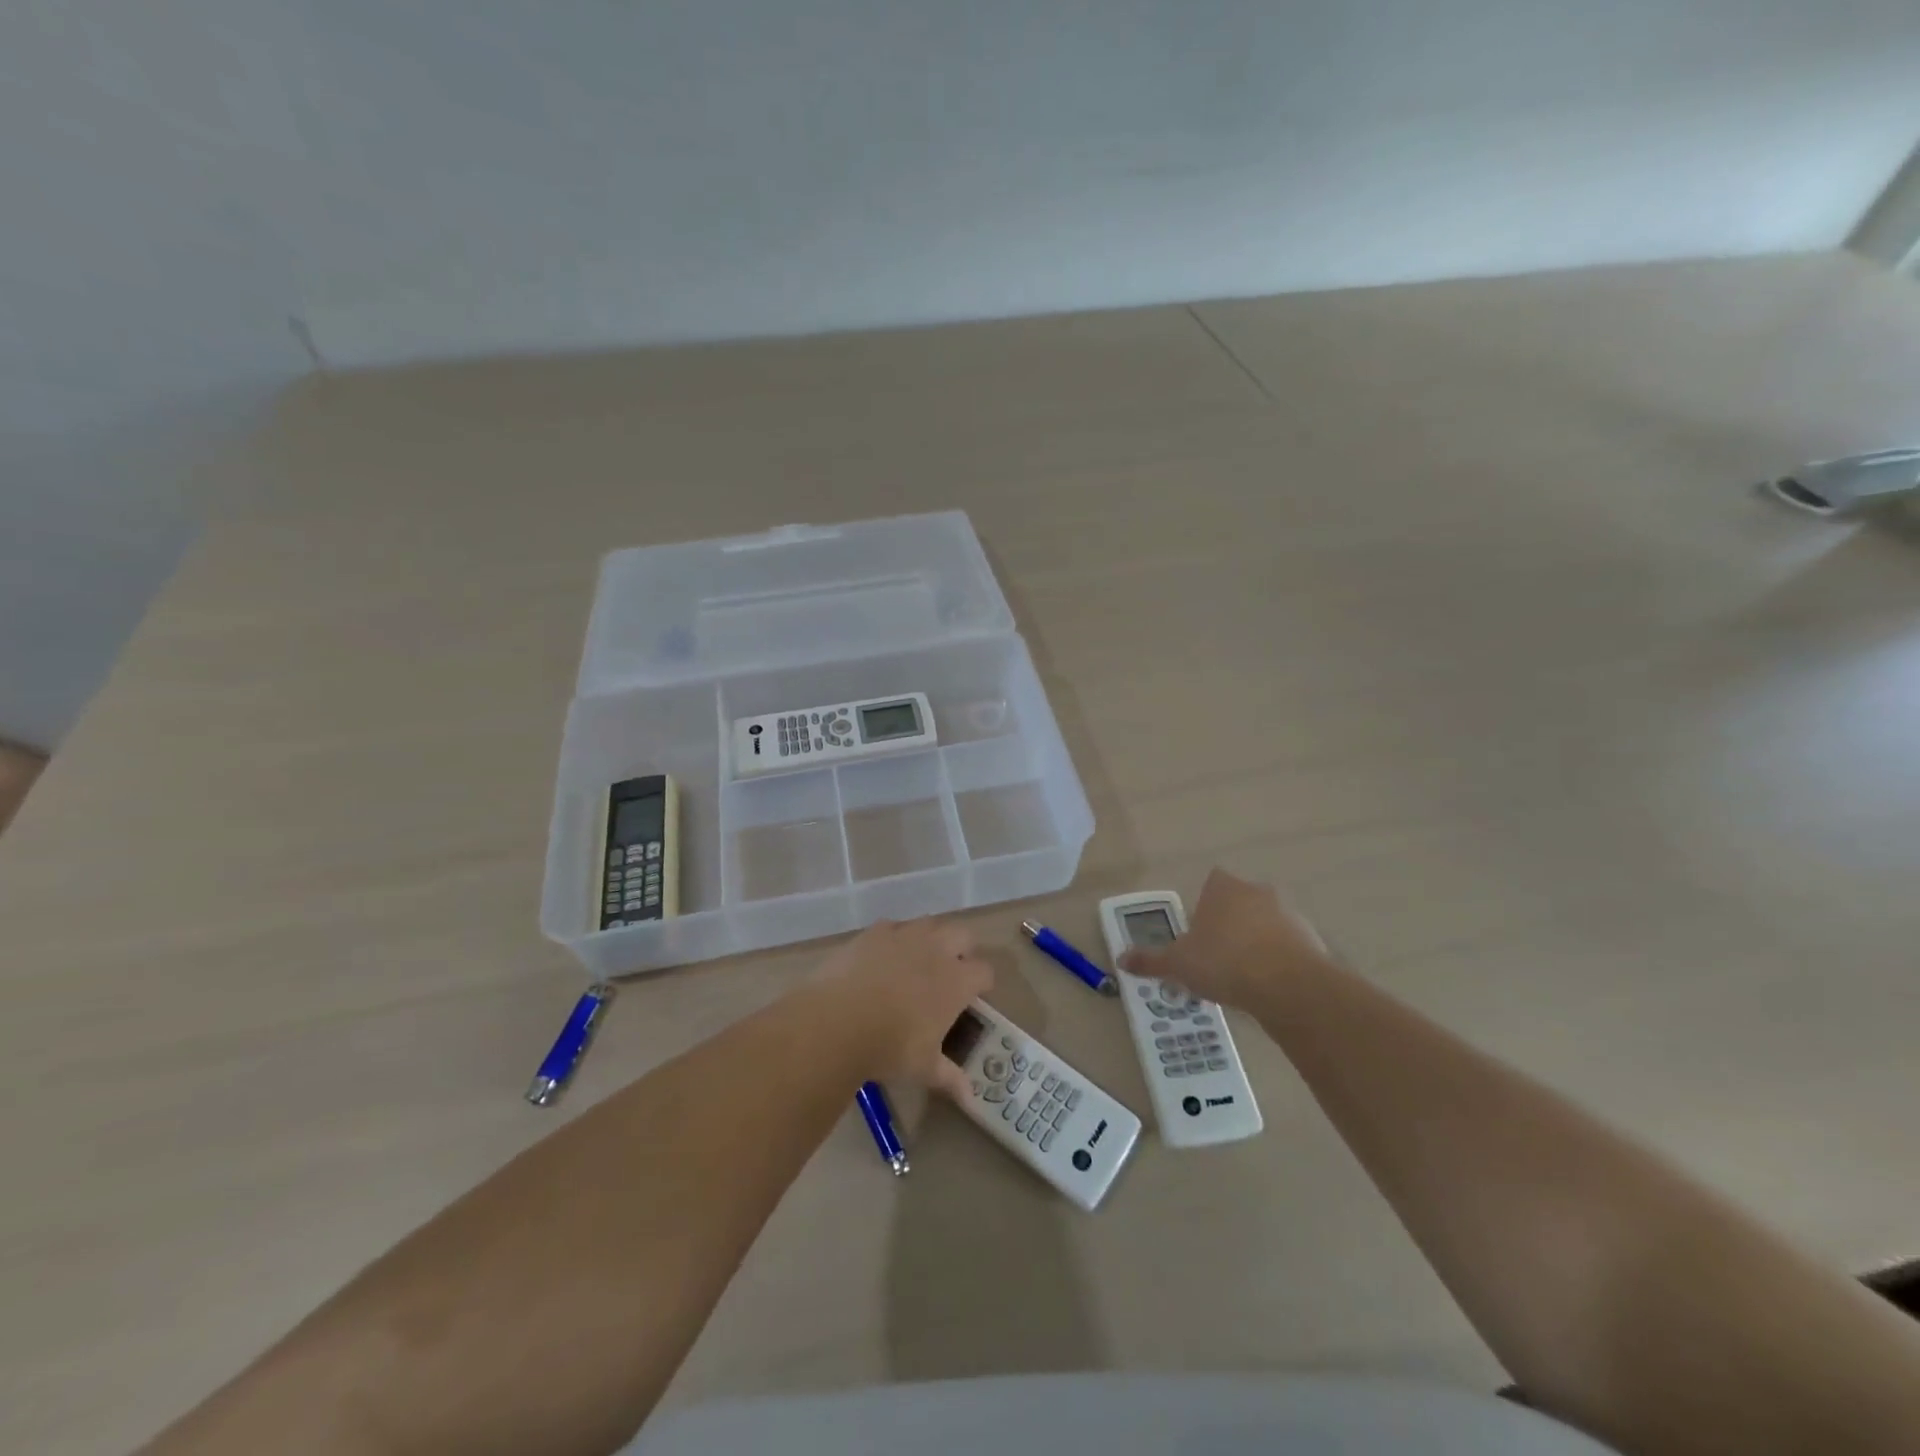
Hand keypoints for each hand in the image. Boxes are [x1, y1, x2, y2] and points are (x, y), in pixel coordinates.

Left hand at [812, 918, 992, 1097]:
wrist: (838, 1021)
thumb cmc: (890, 1047)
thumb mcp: (924, 1067)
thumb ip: (950, 1077)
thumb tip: (970, 1098)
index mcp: (957, 981)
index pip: (984, 972)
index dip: (982, 983)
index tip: (974, 997)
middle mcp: (937, 949)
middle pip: (963, 934)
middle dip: (962, 950)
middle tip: (949, 973)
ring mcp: (905, 935)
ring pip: (930, 924)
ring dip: (930, 939)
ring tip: (917, 961)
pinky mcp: (875, 931)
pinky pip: (893, 926)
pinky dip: (894, 938)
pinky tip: (883, 957)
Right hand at [1117, 867, 1331, 1010]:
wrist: (1288, 986)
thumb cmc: (1224, 962)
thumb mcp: (1178, 964)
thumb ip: (1150, 961)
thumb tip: (1121, 960)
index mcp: (1223, 887)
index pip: (1211, 883)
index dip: (1203, 906)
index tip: (1197, 933)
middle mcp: (1257, 891)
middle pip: (1239, 902)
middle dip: (1229, 924)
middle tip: (1216, 957)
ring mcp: (1288, 914)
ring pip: (1265, 924)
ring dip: (1255, 942)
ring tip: (1241, 978)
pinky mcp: (1311, 939)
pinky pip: (1287, 947)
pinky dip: (1278, 961)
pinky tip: (1267, 987)